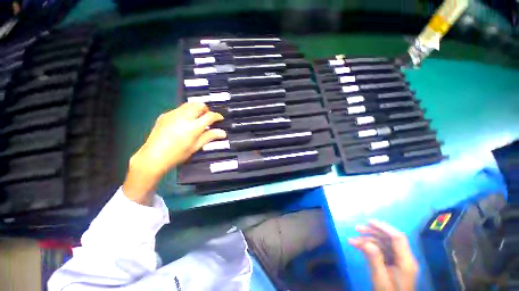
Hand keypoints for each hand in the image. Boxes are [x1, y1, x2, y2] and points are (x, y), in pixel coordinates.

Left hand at [123, 103, 225, 204]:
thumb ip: (209, 137)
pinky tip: (184, 122)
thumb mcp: (196, 146)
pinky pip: (180, 109)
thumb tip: (223, 133)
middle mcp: (184, 117)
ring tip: (197, 118)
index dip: (217, 116)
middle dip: (206, 109)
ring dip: (197, 109)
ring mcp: (173, 114)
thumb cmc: (178, 154)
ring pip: (189, 104)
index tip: (220, 118)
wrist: (153, 157)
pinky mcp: (165, 114)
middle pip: (199, 105)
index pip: (210, 116)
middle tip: (208, 118)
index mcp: (193, 127)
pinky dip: (186, 112)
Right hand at [349, 220, 417, 290]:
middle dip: (372, 232)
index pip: (398, 238)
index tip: (368, 222)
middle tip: (356, 229)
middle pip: (389, 239)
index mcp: (406, 262)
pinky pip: (381, 251)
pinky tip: (358, 246)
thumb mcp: (380, 279)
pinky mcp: (392, 264)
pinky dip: (369, 247)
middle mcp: (404, 258)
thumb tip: (366, 242)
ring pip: (383, 244)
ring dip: (367, 240)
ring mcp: (398, 261)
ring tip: (352, 240)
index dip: (384, 227)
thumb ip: (375, 260)